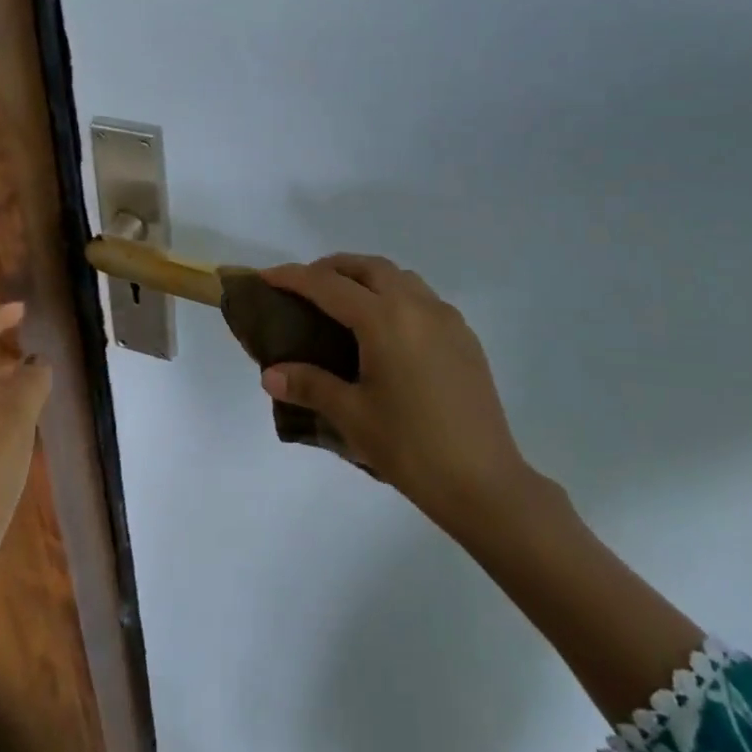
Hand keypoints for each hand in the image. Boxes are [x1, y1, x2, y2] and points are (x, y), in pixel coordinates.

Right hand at [260, 255, 541, 534]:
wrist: (485, 483)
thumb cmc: (410, 448)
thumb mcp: (351, 416)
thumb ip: (309, 385)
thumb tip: (270, 374)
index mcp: (385, 320)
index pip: (328, 285)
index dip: (293, 278)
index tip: (267, 277)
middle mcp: (417, 306)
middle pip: (368, 267)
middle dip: (332, 268)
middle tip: (305, 288)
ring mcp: (447, 319)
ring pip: (400, 277)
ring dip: (367, 278)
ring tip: (344, 305)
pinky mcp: (465, 338)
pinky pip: (423, 298)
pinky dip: (395, 296)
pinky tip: (386, 331)